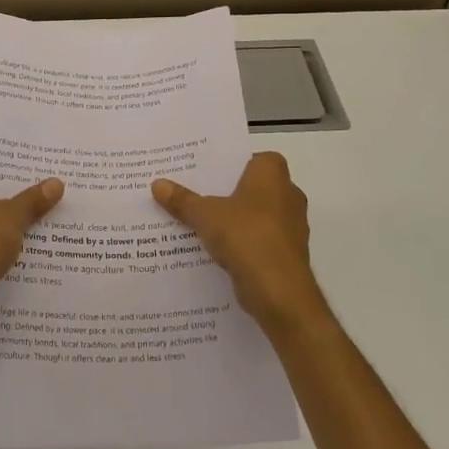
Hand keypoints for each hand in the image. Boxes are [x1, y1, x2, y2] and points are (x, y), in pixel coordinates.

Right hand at [153, 152, 321, 331]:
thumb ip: (182, 199)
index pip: (254, 158)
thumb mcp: (205, 215)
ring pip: (257, 215)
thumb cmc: (246, 235)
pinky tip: (217, 250)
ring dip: (236, 220)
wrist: (279, 290)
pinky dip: (243, 243)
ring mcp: (291, 225)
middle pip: (253, 187)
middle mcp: (288, 194)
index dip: (233, 164)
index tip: (208, 172)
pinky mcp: (288, 253)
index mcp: (273, 174)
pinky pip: (260, 239)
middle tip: (197, 194)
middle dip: (229, 193)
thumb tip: (157, 183)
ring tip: (201, 223)